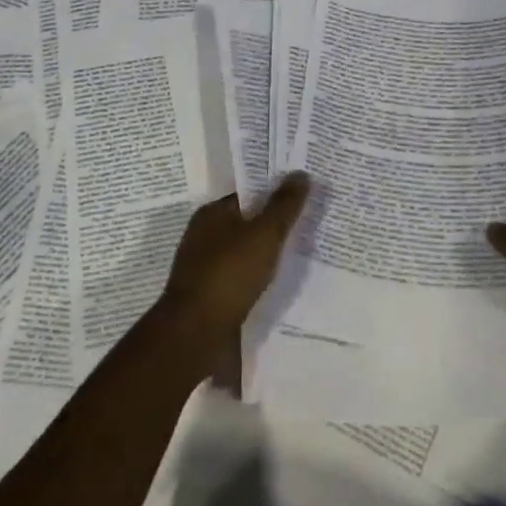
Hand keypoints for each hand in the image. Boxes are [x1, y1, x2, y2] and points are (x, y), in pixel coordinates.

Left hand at [159, 172, 310, 343]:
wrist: (196, 333)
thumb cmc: (230, 273)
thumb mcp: (264, 234)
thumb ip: (284, 205)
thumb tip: (301, 173)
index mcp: (211, 214)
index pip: (247, 194)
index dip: (274, 194)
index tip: (302, 197)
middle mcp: (203, 236)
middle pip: (246, 223)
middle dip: (273, 225)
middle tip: (308, 224)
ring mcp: (204, 267)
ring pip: (243, 252)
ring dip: (265, 254)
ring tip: (300, 254)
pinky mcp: (209, 294)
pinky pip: (240, 277)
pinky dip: (257, 277)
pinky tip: (277, 283)